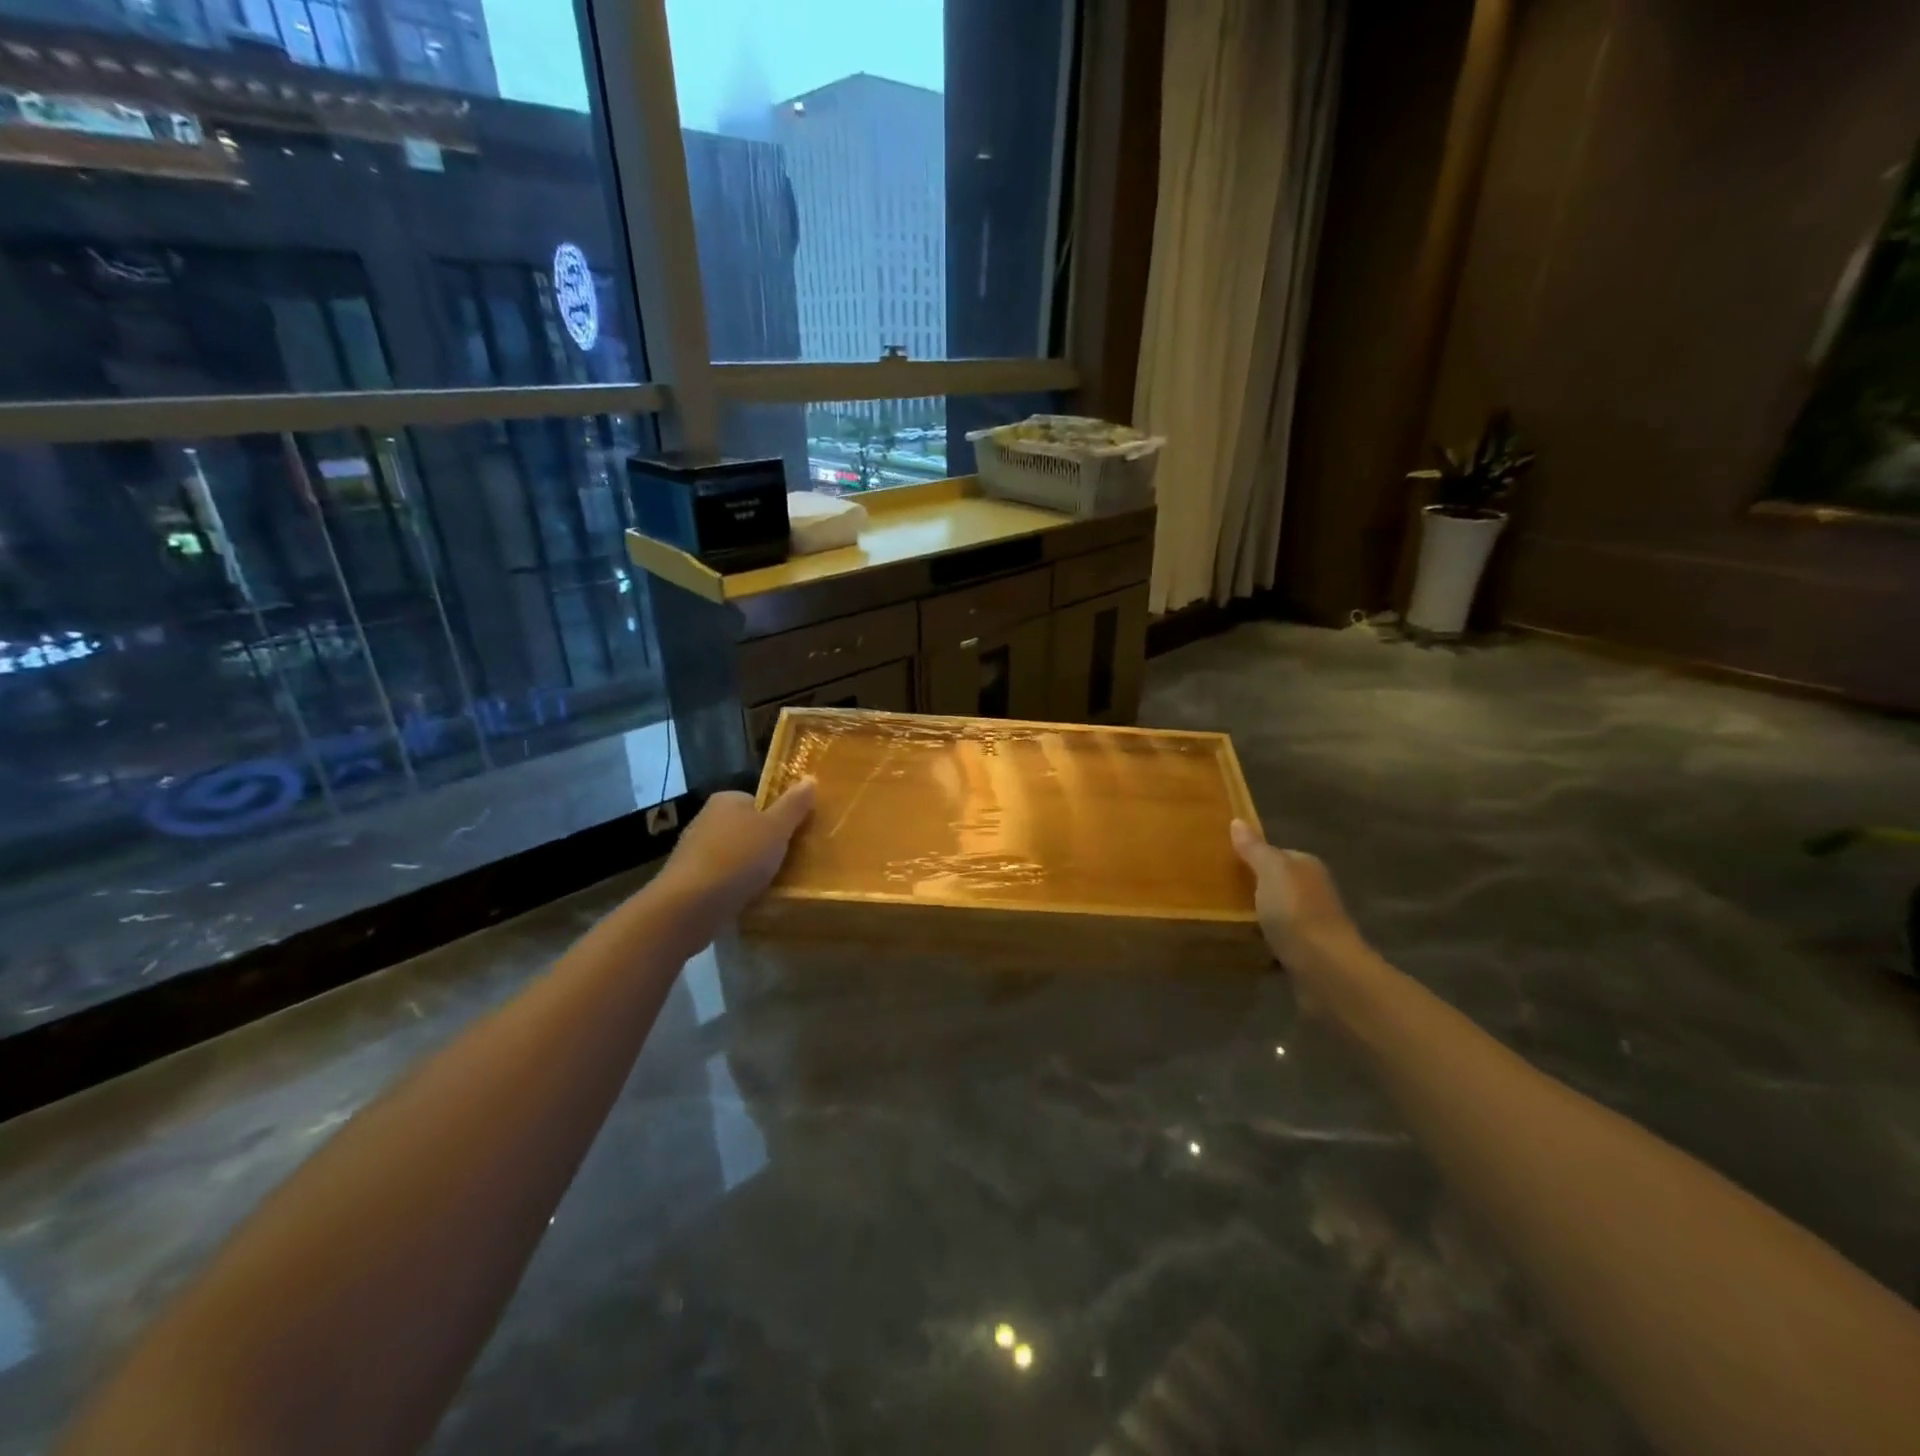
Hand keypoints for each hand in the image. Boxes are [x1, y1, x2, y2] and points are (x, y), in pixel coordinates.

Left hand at [657, 780, 815, 923]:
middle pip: (748, 828)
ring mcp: (694, 850)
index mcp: (727, 799)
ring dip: (750, 867)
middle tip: (789, 862)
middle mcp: (706, 818)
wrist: (690, 905)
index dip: (780, 818)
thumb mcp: (776, 828)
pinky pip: (722, 877)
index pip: (760, 801)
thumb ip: (794, 804)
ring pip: (735, 854)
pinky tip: (748, 898)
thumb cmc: (738, 858)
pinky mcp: (689, 879)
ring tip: (771, 884)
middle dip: (766, 844)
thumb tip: (810, 778)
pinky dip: (735, 885)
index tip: (794, 837)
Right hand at [1229, 820, 1361, 985]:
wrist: (1325, 969)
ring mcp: (1313, 924)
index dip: (1253, 856)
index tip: (1224, 863)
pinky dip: (1264, 942)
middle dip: (1255, 887)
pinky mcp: (1306, 953)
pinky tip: (1244, 944)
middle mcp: (1314, 891)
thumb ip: (1254, 848)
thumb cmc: (1296, 911)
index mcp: (1307, 866)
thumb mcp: (1270, 871)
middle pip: (1278, 884)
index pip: (1278, 854)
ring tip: (1225, 918)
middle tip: (1218, 891)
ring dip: (1259, 916)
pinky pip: (1279, 940)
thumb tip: (1237, 821)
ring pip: (1278, 913)